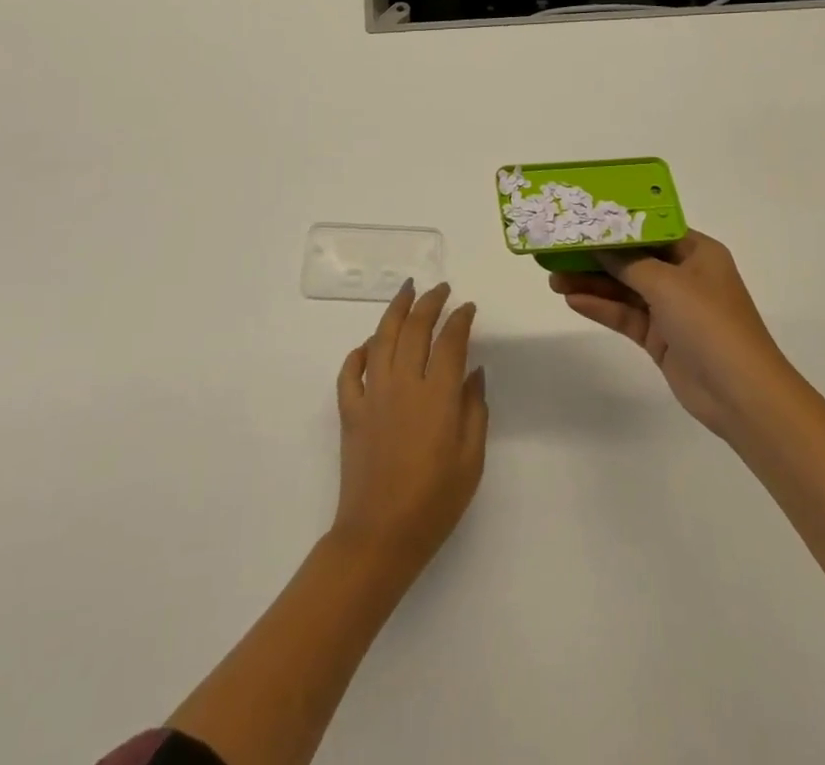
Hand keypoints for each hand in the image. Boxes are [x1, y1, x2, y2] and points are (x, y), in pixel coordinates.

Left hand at [331, 280, 487, 579]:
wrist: (380, 536)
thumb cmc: (435, 503)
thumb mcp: (471, 461)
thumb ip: (474, 410)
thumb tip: (473, 371)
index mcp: (437, 396)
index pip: (450, 341)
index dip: (460, 319)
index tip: (468, 307)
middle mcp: (403, 384)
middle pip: (415, 328)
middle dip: (429, 302)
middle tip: (440, 288)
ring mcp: (373, 395)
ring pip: (381, 338)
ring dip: (395, 310)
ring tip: (406, 291)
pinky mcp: (350, 411)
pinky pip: (351, 371)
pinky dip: (359, 352)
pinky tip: (368, 344)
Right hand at [550, 230, 786, 438]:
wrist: (741, 395)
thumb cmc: (710, 324)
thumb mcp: (667, 283)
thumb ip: (628, 262)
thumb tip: (598, 242)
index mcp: (697, 253)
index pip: (651, 228)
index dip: (617, 223)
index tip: (582, 217)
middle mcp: (684, 276)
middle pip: (633, 259)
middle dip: (596, 256)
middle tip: (558, 250)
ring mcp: (672, 308)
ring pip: (625, 288)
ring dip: (592, 283)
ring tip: (554, 278)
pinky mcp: (660, 337)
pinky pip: (625, 315)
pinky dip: (601, 308)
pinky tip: (572, 300)